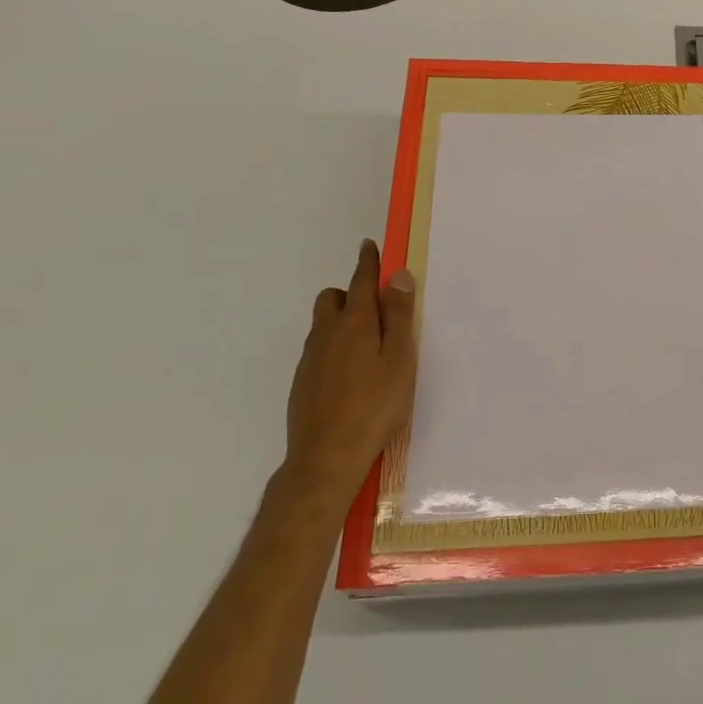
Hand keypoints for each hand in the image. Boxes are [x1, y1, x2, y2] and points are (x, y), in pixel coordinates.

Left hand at [282, 240, 417, 504]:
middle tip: (377, 311)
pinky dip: (334, 347)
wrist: (325, 458)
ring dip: (342, 321)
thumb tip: (397, 275)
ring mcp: (310, 359)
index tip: (369, 245)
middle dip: (351, 293)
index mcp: (354, 323)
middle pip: (332, 297)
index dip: (367, 262)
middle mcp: (326, 333)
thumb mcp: (400, 359)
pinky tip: (351, 376)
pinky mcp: (302, 382)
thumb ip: (399, 316)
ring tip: (368, 347)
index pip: (360, 281)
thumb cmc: (374, 406)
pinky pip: (319, 350)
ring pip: (324, 325)